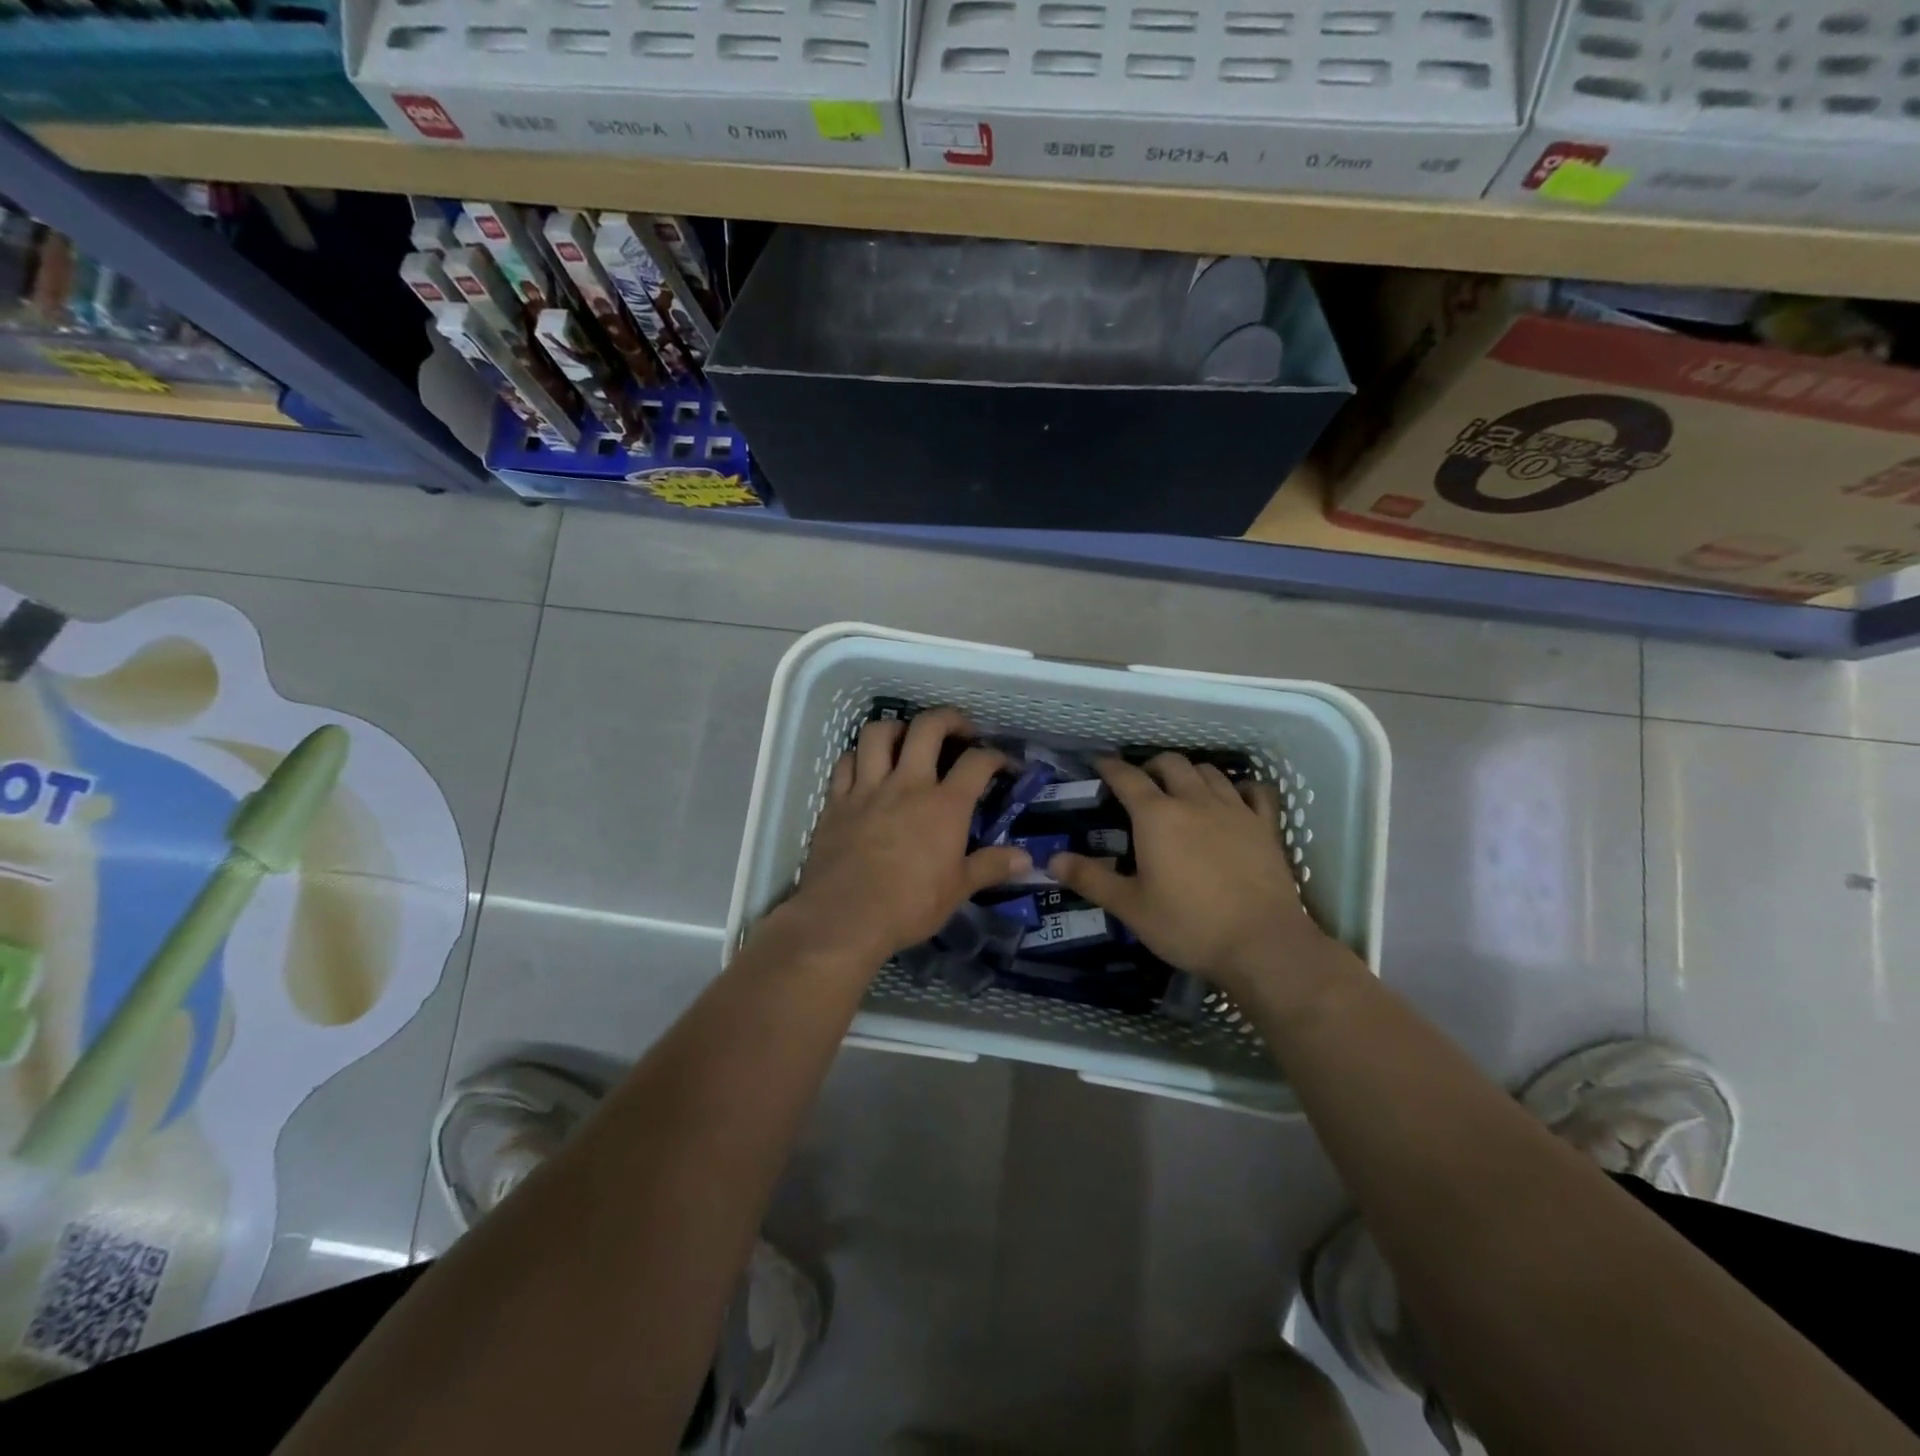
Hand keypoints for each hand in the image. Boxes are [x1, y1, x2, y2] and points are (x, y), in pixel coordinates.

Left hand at [771, 708, 1031, 969]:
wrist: (844, 918)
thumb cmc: (909, 906)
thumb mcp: (958, 890)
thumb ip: (991, 866)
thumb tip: (1027, 859)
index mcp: (944, 805)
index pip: (977, 763)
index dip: (996, 756)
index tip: (1004, 764)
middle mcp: (908, 784)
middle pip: (928, 727)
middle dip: (949, 719)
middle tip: (959, 731)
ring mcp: (868, 788)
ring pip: (878, 733)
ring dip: (897, 728)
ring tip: (907, 739)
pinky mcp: (836, 801)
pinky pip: (845, 761)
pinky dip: (859, 756)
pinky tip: (867, 766)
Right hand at [1048, 754, 1349, 996]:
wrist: (1262, 944)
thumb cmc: (1188, 925)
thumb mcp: (1130, 907)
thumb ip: (1090, 879)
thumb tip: (1051, 860)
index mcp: (1157, 816)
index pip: (1127, 777)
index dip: (1110, 767)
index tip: (1100, 763)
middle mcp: (1194, 801)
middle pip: (1171, 763)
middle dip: (1151, 766)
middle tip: (1141, 784)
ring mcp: (1235, 810)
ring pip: (1210, 772)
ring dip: (1190, 773)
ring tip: (1182, 789)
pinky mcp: (1266, 826)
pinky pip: (1255, 791)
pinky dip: (1240, 787)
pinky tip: (1235, 797)